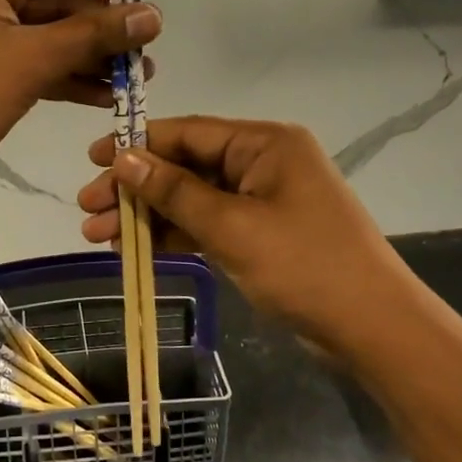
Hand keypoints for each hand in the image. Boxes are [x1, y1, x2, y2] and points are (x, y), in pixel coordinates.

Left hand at [0, 0, 167, 188]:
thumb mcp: (30, 61)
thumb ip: (93, 35)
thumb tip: (151, 16)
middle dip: (104, 23)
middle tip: (152, 38)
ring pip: (42, 29)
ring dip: (87, 52)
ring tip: (139, 72)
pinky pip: (23, 53)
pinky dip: (59, 70)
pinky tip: (102, 91)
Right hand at [78, 116, 412, 361]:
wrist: (374, 329)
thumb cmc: (305, 266)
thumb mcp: (232, 226)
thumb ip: (174, 191)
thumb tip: (123, 158)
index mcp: (265, 143)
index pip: (188, 133)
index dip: (137, 144)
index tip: (92, 160)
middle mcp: (263, 163)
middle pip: (185, 166)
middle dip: (135, 187)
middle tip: (87, 208)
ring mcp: (262, 200)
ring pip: (192, 199)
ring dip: (148, 215)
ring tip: (98, 236)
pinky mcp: (261, 234)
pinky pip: (208, 224)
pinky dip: (174, 235)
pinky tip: (135, 249)